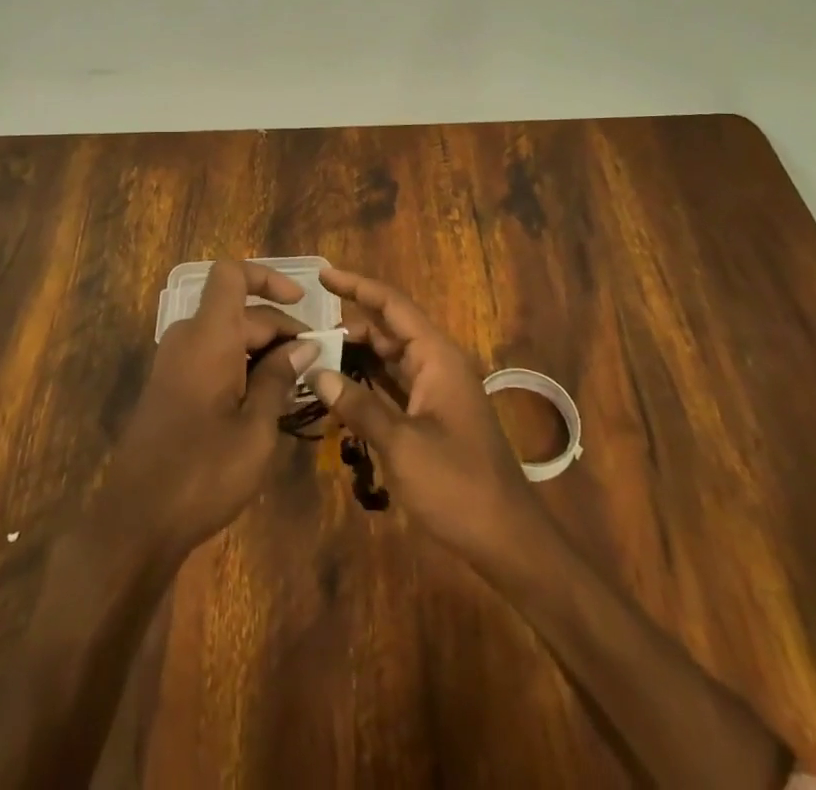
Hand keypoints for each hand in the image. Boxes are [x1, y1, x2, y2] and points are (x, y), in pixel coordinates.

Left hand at [95, 260, 318, 561]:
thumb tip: (303, 345)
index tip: (302, 302)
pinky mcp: (171, 387)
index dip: (267, 277)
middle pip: (239, 311)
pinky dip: (242, 367)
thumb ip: (280, 378)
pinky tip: (267, 403)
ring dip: (263, 352)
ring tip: (298, 387)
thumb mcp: (256, 428)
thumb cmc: (203, 472)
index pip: (232, 274)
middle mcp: (188, 338)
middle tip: (316, 365)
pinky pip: (212, 358)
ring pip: (227, 336)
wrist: (136, 520)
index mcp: (209, 336)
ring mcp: (175, 363)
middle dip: (279, 330)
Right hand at [312, 268, 545, 566]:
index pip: (393, 305)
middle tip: (307, 330)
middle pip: (389, 330)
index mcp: (437, 357)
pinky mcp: (434, 418)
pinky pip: (395, 385)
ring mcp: (437, 392)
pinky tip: (341, 389)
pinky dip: (369, 382)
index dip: (358, 286)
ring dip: (357, 355)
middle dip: (350, 326)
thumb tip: (319, 373)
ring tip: (316, 354)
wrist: (508, 541)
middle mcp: (438, 365)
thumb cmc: (457, 485)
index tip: (323, 275)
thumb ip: (358, 405)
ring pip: (391, 359)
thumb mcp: (401, 444)